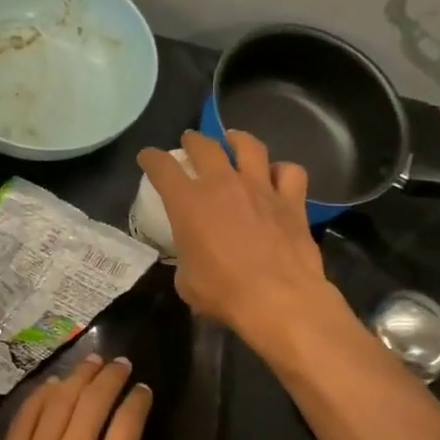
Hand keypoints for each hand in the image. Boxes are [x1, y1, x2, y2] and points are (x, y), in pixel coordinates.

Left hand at [0, 355, 199, 439]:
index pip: (127, 422)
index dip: (137, 399)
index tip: (143, 388)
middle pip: (93, 400)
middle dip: (110, 376)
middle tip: (120, 363)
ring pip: (60, 401)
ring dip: (78, 377)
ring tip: (92, 362)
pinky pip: (25, 417)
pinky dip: (41, 395)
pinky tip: (51, 385)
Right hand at [138, 130, 333, 342]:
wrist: (278, 300)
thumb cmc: (223, 293)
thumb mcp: (186, 280)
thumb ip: (186, 256)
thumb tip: (193, 255)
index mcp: (188, 203)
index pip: (162, 167)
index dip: (151, 158)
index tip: (148, 158)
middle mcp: (223, 184)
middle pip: (205, 146)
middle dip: (193, 140)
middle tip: (190, 141)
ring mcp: (260, 188)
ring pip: (250, 146)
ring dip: (237, 139)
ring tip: (233, 140)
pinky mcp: (292, 201)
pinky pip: (289, 172)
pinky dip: (281, 171)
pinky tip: (277, 177)